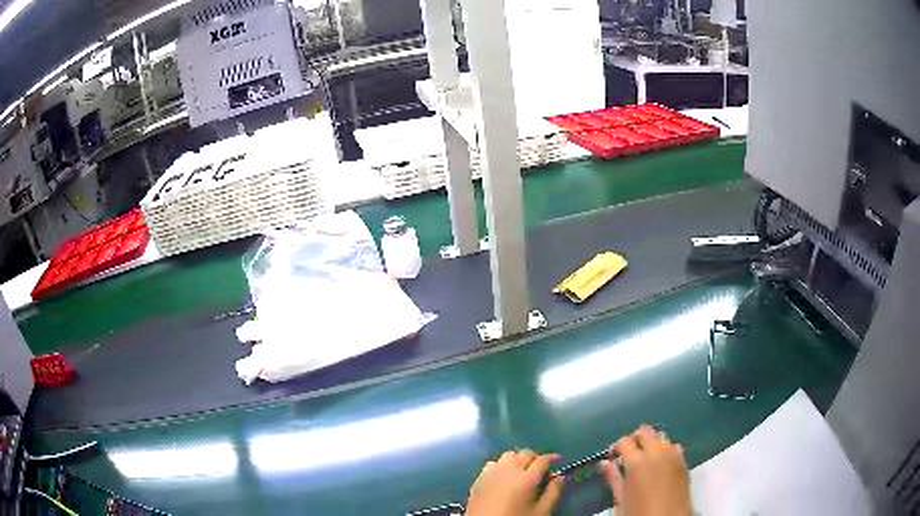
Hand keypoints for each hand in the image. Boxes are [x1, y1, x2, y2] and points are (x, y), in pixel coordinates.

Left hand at [466, 449, 564, 515]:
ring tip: (523, 471)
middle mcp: (508, 470)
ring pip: (508, 456)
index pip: (542, 460)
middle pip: (525, 453)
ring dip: (518, 459)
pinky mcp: (478, 479)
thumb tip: (560, 477)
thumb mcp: (541, 512)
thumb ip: (553, 493)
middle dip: (536, 457)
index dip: (552, 458)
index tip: (558, 460)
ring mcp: (491, 473)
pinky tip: (504, 477)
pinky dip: (502, 465)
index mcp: (526, 478)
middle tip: (541, 468)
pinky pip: (492, 464)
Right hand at [599, 426, 691, 515]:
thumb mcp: (620, 501)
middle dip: (634, 439)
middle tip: (627, 454)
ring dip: (651, 443)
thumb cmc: (639, 514)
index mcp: (637, 463)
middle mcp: (657, 454)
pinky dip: (666, 450)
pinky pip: (674, 447)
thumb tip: (606, 464)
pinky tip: (660, 464)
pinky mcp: (684, 463)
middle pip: (645, 432)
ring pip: (661, 437)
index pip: (625, 442)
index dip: (616, 447)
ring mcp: (673, 456)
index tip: (613, 456)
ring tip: (644, 459)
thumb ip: (614, 479)